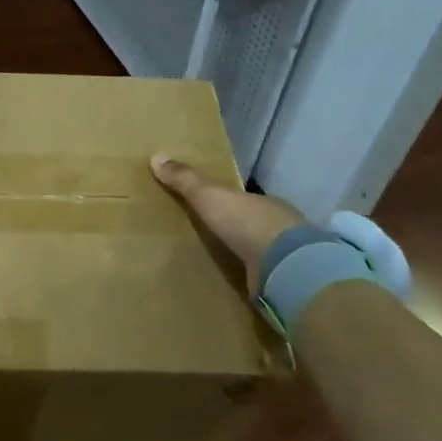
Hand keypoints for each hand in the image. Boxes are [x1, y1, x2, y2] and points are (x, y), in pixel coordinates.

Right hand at [150, 154, 306, 293]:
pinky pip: (261, 276)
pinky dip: (249, 278)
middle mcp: (278, 226)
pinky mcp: (283, 282)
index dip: (227, 203)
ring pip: (259, 252)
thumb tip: (156, 156)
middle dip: (234, 230)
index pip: (243, 200)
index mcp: (263, 202)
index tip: (209, 207)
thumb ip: (186, 180)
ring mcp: (284, 257)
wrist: (284, 266)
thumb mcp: (209, 196)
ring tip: (216, 263)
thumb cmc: (246, 222)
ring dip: (243, 256)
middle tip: (208, 236)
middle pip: (251, 225)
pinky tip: (234, 284)